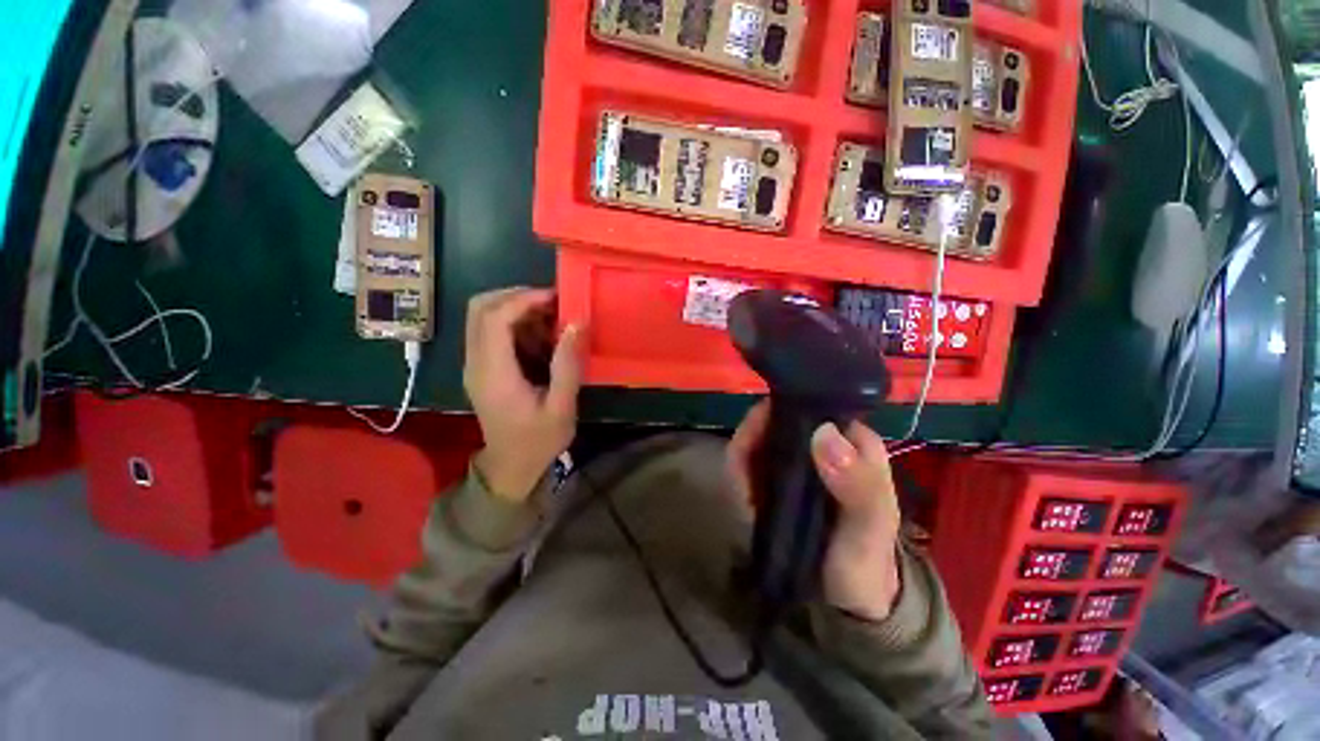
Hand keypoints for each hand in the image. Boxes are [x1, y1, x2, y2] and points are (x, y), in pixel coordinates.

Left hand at [464, 288, 583, 501]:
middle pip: (480, 308)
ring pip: (482, 316)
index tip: (556, 297)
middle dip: (516, 296)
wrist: (511, 468)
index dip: (524, 299)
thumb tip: (577, 323)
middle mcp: (475, 363)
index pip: (495, 318)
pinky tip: (541, 336)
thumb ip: (568, 365)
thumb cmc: (538, 440)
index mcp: (493, 373)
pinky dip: (514, 323)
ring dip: (516, 308)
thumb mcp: (561, 407)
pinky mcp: (481, 368)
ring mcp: (474, 365)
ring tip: (550, 318)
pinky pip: (489, 331)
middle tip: (552, 302)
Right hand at [728, 401, 901, 620]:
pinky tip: (740, 492)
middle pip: (779, 419)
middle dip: (754, 435)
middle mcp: (822, 445)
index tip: (759, 427)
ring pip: (760, 439)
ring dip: (743, 456)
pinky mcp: (776, 479)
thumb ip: (858, 485)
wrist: (844, 601)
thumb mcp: (871, 527)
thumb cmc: (866, 561)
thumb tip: (822, 433)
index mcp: (852, 443)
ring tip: (743, 487)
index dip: (784, 408)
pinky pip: (749, 462)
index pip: (816, 406)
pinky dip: (738, 472)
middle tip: (742, 463)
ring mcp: (796, 462)